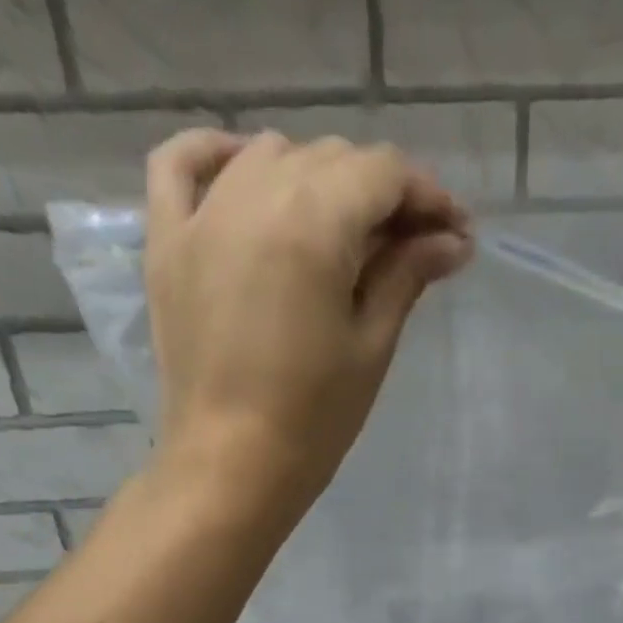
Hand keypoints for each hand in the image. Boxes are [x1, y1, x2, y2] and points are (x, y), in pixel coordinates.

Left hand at [143, 129, 471, 529]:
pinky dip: (216, 155)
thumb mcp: (371, 347)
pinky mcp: (167, 242)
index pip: (383, 174)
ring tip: (342, 230)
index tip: (456, 234)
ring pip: (269, 155)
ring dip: (316, 178)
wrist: (230, 468)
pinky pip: (180, 164)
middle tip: (411, 247)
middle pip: (331, 159)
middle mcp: (255, 195)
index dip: (428, 196)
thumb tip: (451, 241)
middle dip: (380, 193)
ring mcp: (203, 214)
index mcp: (314, 223)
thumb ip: (406, 278)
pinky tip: (245, 170)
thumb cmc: (313, 421)